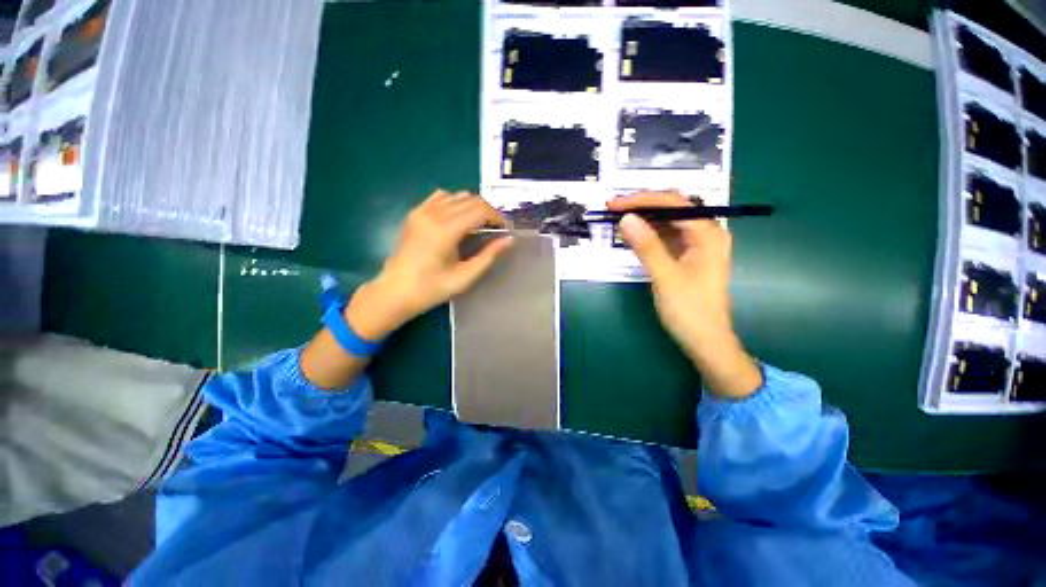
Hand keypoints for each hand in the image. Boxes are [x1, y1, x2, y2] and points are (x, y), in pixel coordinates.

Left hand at [346, 190, 512, 340]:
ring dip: (473, 207)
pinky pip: (441, 197)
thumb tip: (509, 240)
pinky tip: (459, 219)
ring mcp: (422, 210)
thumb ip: (489, 256)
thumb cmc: (431, 288)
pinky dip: (455, 203)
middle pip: (471, 199)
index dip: (497, 217)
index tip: (505, 231)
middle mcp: (433, 213)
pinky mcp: (415, 213)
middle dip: (488, 212)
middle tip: (496, 230)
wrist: (395, 291)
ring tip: (480, 225)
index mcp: (446, 229)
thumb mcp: (465, 277)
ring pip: (457, 195)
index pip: (480, 210)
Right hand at [609, 192, 761, 398]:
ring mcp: (696, 246)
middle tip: (611, 209)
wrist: (705, 341)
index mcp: (708, 234)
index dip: (641, 200)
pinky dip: (648, 236)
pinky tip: (632, 236)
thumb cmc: (689, 310)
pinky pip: (665, 238)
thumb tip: (626, 218)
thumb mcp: (664, 276)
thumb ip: (646, 246)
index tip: (614, 204)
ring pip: (667, 224)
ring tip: (617, 220)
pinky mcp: (687, 257)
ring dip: (643, 221)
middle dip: (641, 208)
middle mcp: (705, 234)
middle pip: (671, 210)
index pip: (673, 204)